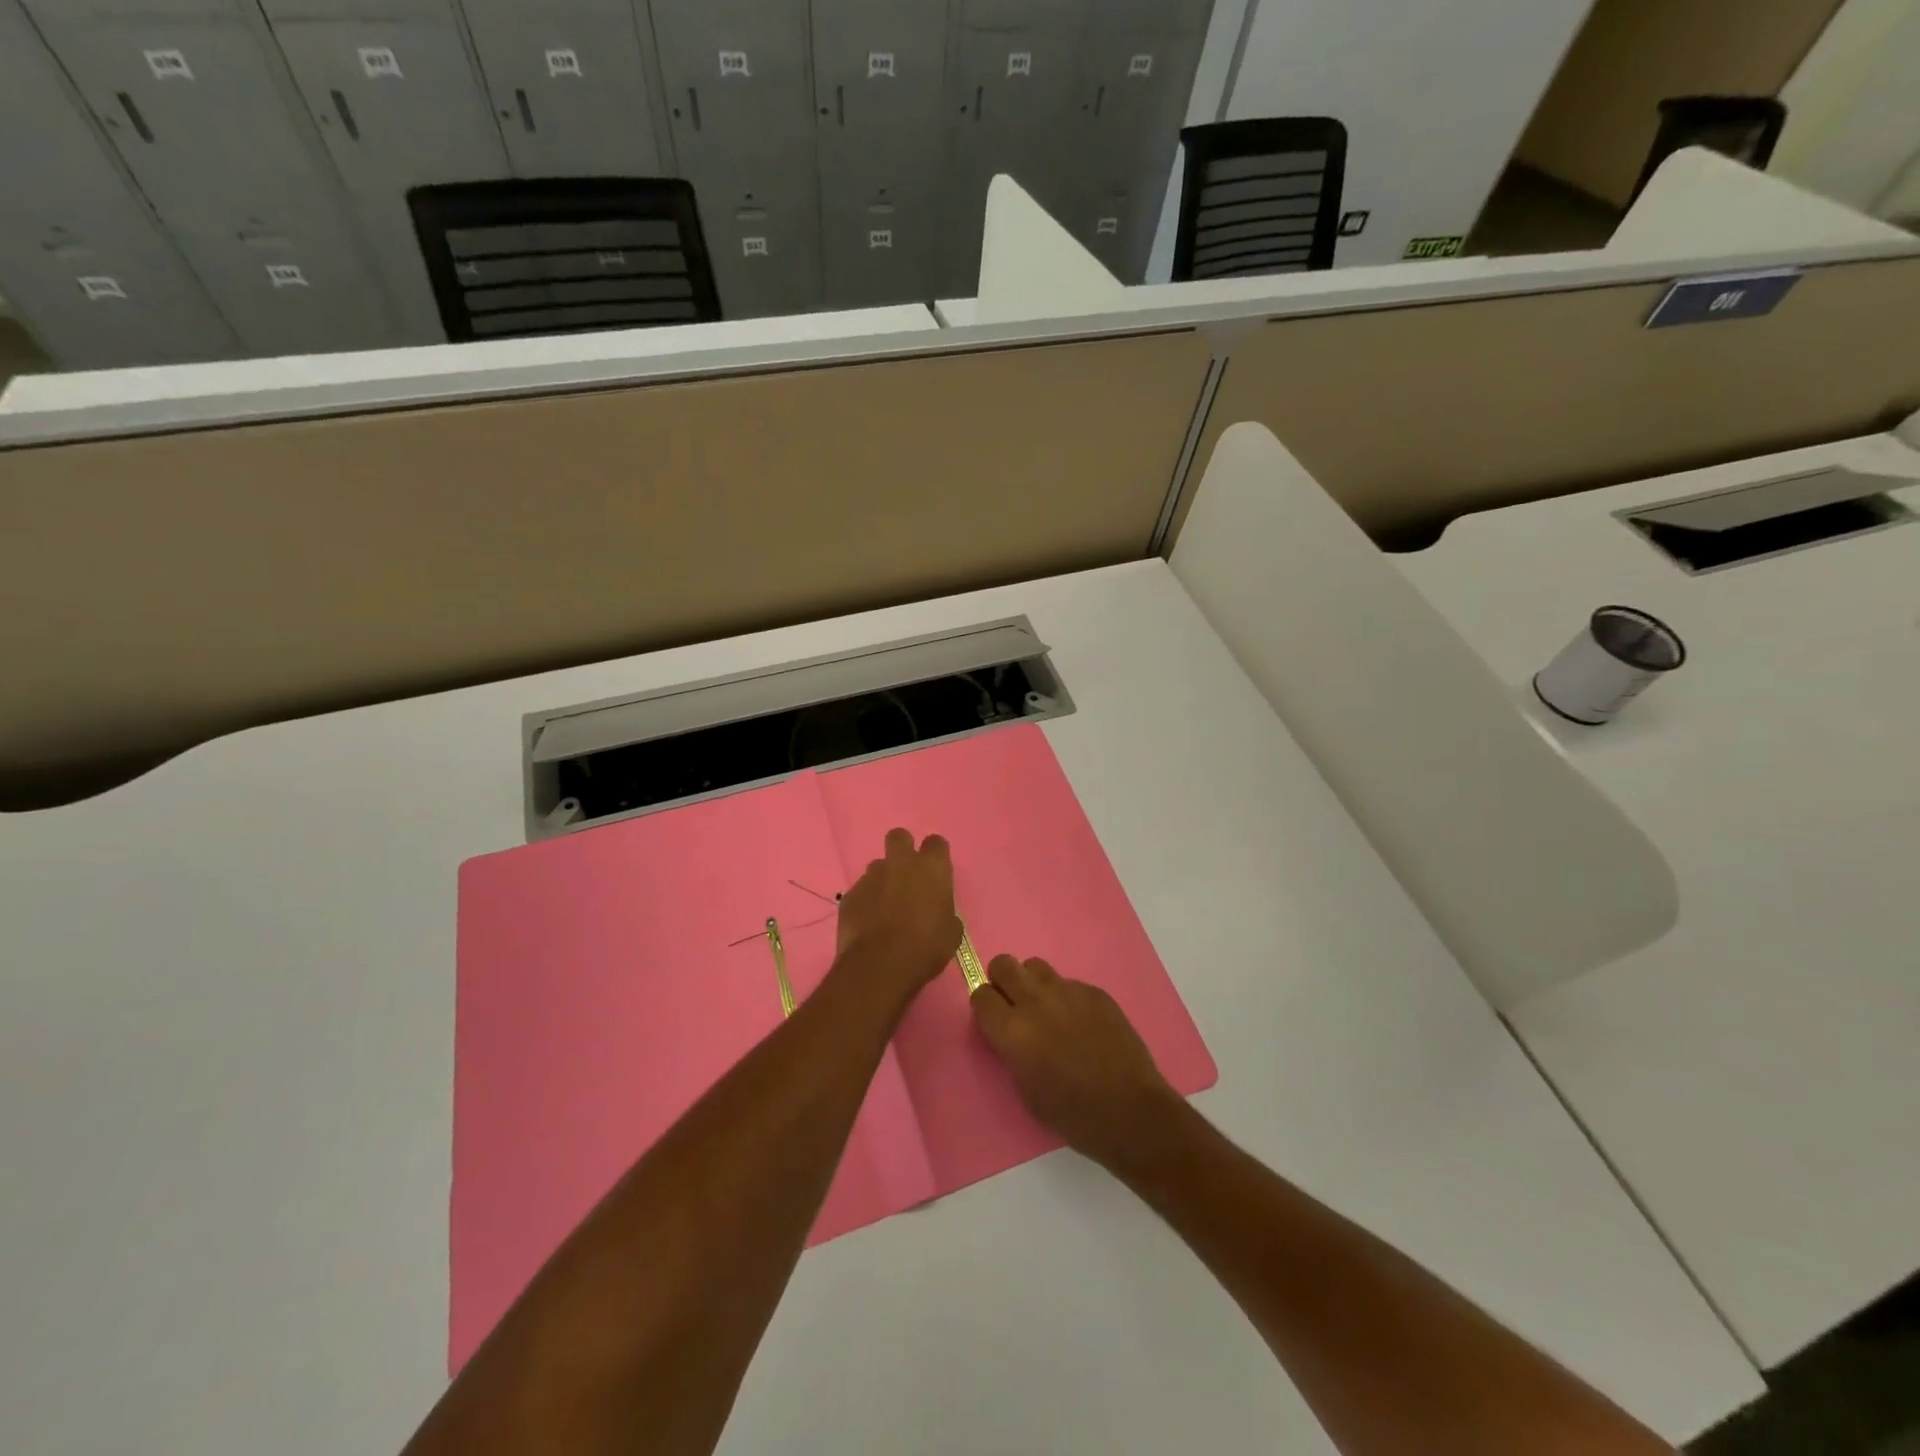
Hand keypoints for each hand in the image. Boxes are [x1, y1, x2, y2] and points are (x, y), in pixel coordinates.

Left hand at [833, 828, 962, 1006]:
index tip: (936, 870)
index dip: (935, 854)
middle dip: (902, 849)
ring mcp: (871, 877)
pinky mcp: (849, 895)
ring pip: (877, 866)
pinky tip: (868, 922)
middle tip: (906, 874)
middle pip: (899, 837)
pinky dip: (866, 901)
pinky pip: (860, 891)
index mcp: (931, 868)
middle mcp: (900, 864)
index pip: (936, 843)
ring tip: (885, 906)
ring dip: (883, 879)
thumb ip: (945, 911)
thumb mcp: (951, 932)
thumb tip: (939, 912)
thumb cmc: (926, 948)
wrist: (880, 965)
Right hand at [970, 956, 1181, 1170]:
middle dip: (1002, 980)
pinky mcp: (1095, 992)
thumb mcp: (1026, 1090)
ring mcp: (1068, 992)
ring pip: (1036, 967)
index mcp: (1012, 1031)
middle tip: (1013, 1004)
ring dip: (1033, 984)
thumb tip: (1010, 1032)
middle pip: (1003, 964)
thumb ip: (1011, 1050)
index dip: (984, 1006)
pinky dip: (1067, 998)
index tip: (992, 1018)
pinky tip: (1082, 1024)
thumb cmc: (1073, 1114)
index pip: (980, 994)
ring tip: (1047, 1010)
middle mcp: (1035, 1002)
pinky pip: (1069, 983)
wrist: (1130, 1112)